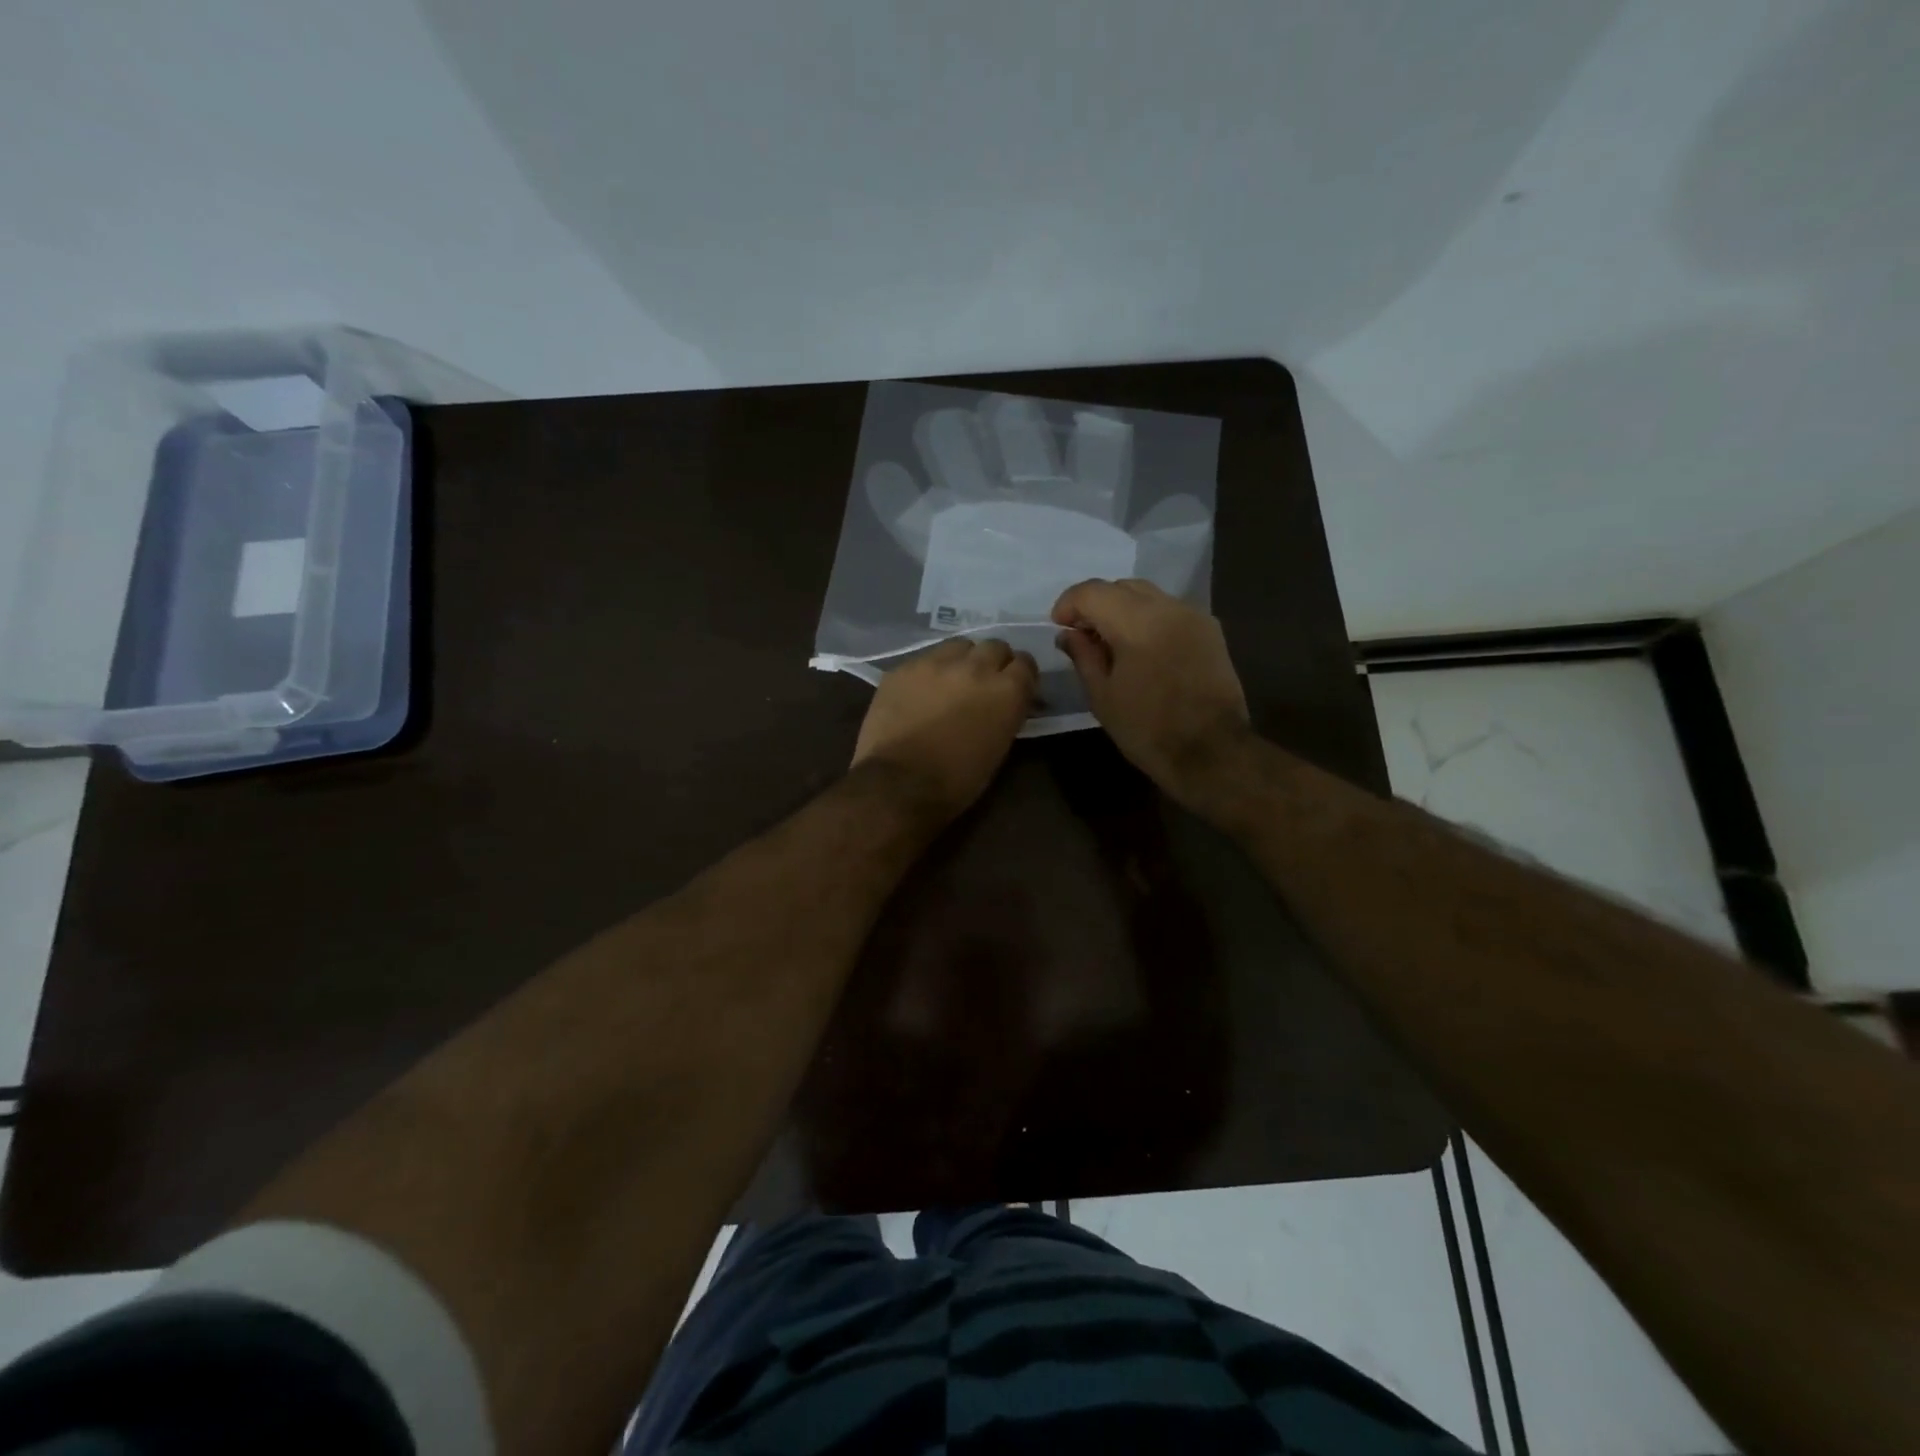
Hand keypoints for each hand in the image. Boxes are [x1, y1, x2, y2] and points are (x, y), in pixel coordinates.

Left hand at [852, 638, 1037, 821]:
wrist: (898, 785)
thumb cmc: (957, 781)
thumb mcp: (998, 749)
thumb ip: (1006, 715)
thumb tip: (1005, 704)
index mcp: (1006, 691)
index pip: (1025, 663)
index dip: (1020, 676)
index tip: (1014, 688)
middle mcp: (975, 667)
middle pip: (995, 646)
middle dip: (993, 662)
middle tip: (983, 684)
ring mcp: (936, 663)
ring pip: (959, 645)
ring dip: (962, 660)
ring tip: (952, 681)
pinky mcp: (903, 668)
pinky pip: (924, 659)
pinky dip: (929, 672)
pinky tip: (920, 692)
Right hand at [1051, 578, 1252, 809]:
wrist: (1212, 753)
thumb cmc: (1148, 729)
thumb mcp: (1102, 696)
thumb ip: (1083, 656)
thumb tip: (1069, 634)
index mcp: (1137, 622)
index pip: (1092, 592)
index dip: (1068, 604)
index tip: (1059, 626)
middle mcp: (1168, 607)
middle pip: (1122, 586)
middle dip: (1096, 603)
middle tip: (1083, 635)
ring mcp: (1194, 616)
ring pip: (1148, 595)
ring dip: (1123, 609)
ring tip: (1112, 642)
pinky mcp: (1211, 631)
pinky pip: (1170, 611)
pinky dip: (1149, 619)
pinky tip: (1142, 649)